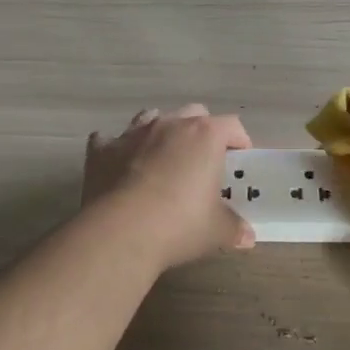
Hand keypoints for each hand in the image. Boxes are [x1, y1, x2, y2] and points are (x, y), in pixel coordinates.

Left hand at [82, 105, 254, 269]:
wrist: (120, 231)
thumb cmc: (179, 224)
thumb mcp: (217, 231)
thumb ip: (234, 228)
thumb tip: (247, 235)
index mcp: (204, 136)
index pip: (232, 126)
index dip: (239, 141)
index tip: (239, 161)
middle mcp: (170, 124)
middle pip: (193, 113)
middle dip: (201, 132)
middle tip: (202, 162)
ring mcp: (133, 133)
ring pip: (152, 117)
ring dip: (160, 133)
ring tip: (162, 159)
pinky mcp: (103, 149)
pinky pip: (110, 140)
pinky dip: (117, 150)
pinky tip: (118, 167)